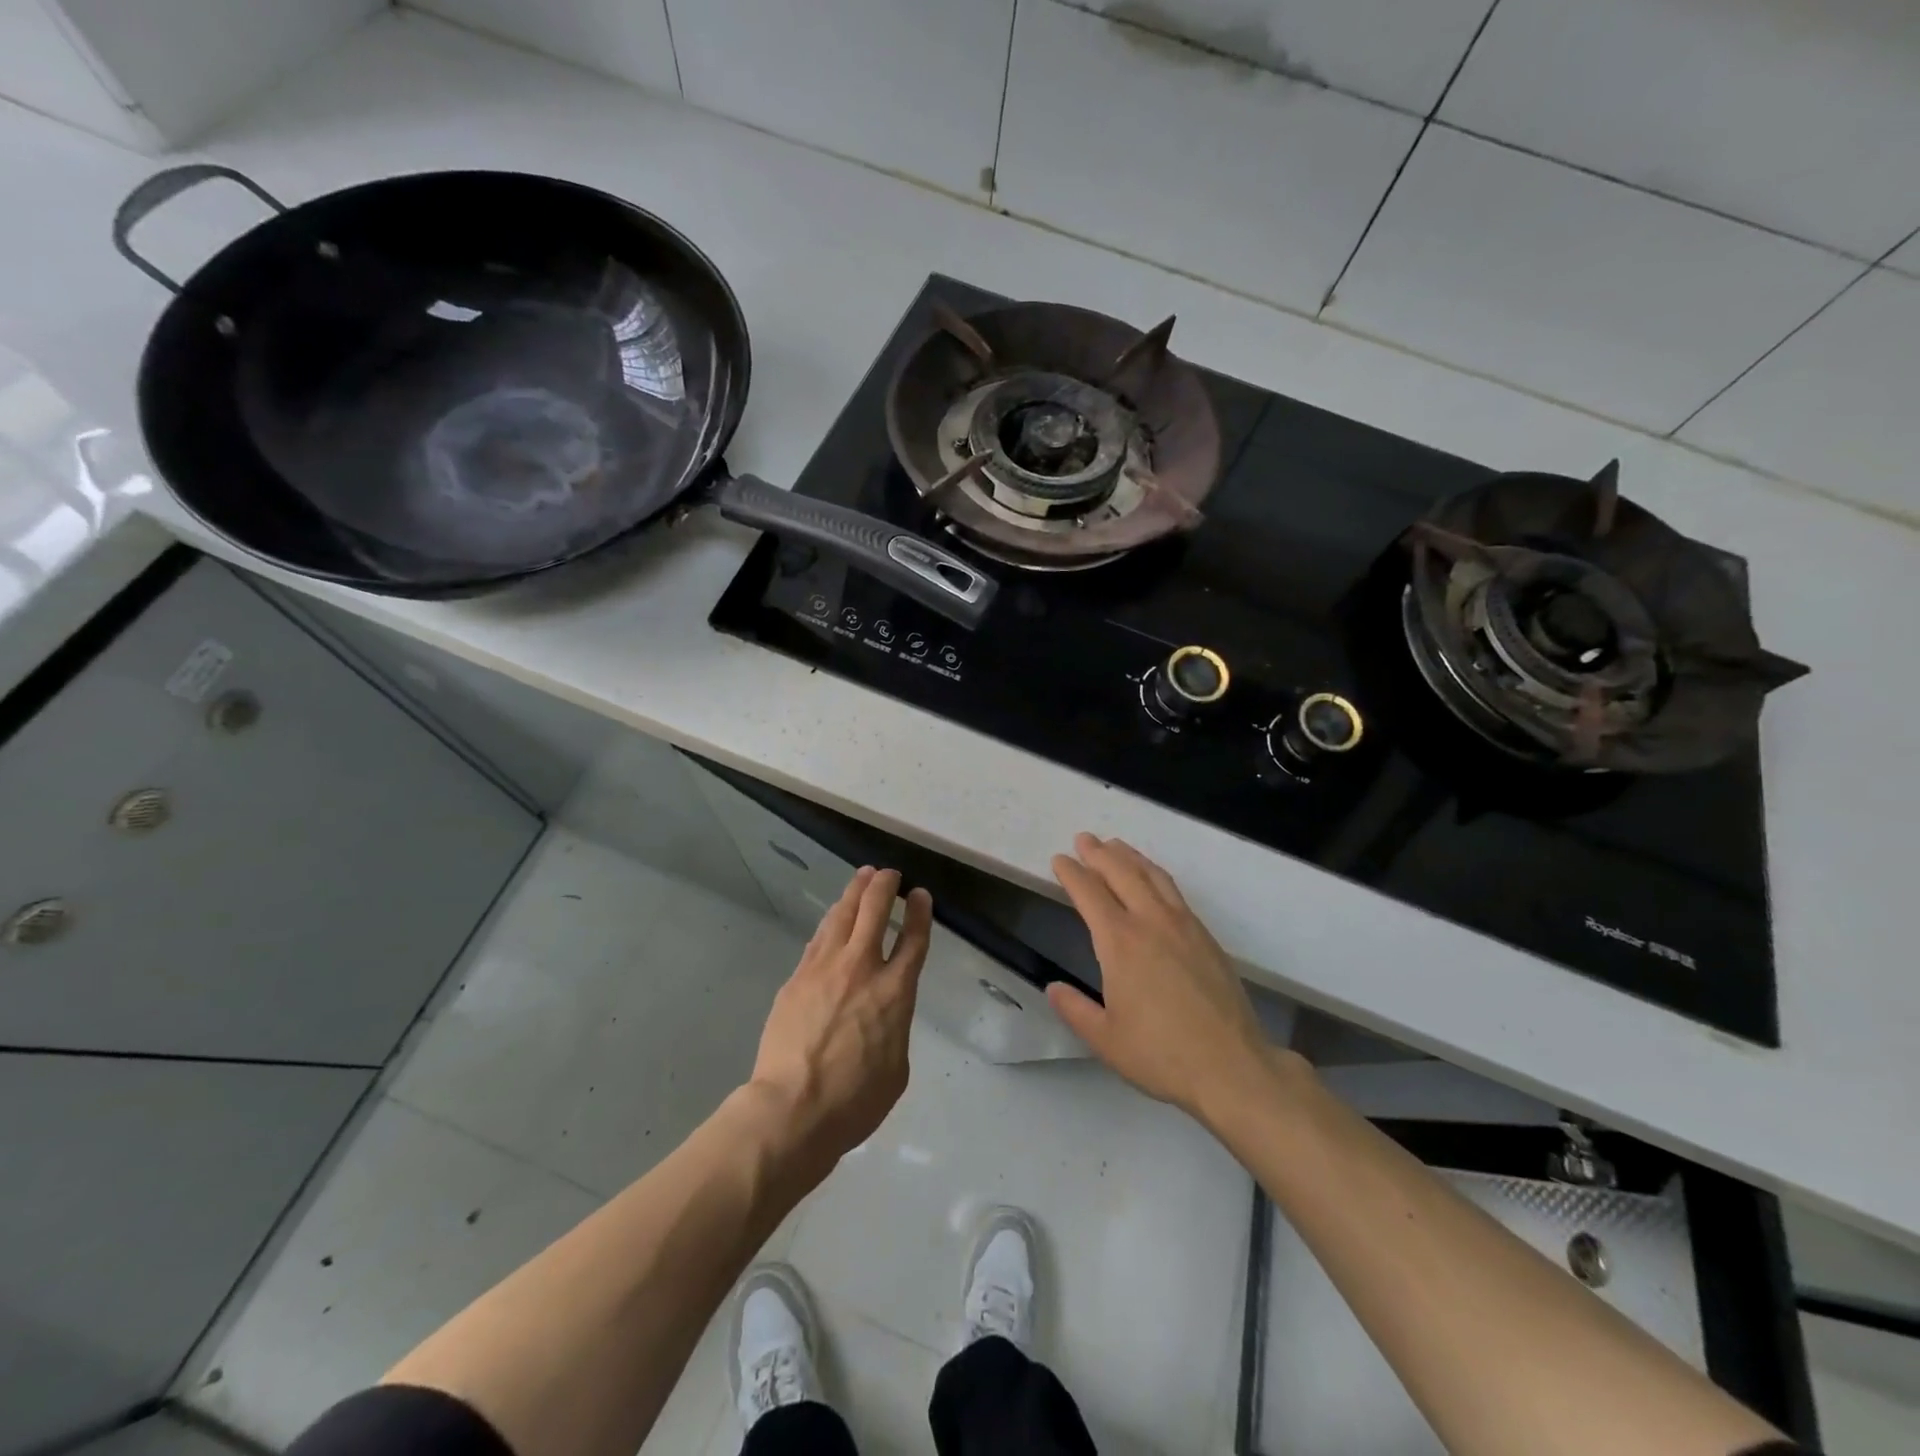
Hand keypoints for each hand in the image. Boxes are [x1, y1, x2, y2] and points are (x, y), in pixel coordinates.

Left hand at [749, 867, 932, 1173]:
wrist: (792, 1108)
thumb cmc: (854, 1101)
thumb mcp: (896, 1069)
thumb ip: (895, 1029)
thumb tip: (885, 1016)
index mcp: (895, 992)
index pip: (912, 939)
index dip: (919, 913)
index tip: (920, 895)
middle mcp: (861, 969)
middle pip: (874, 911)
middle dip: (885, 885)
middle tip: (890, 875)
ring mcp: (824, 969)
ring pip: (842, 915)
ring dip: (855, 892)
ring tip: (863, 877)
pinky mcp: (797, 978)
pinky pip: (818, 938)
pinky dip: (831, 920)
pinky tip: (834, 916)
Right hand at [1048, 834, 1274, 1123]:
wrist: (1232, 1067)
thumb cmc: (1162, 1055)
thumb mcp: (1105, 1039)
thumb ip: (1075, 1010)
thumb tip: (1054, 988)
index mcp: (1120, 943)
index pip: (1089, 893)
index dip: (1071, 873)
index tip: (1059, 860)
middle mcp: (1151, 923)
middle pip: (1121, 873)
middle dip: (1099, 853)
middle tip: (1084, 839)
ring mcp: (1183, 926)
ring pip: (1152, 876)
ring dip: (1130, 857)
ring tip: (1115, 846)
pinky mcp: (1206, 937)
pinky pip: (1174, 891)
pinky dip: (1155, 875)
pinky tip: (1153, 880)